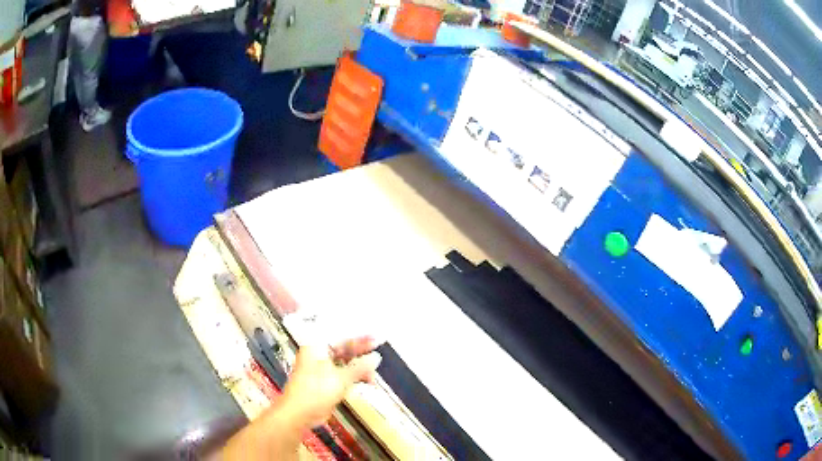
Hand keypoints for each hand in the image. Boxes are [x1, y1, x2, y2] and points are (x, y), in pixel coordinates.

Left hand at [280, 337, 381, 427]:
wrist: (299, 413)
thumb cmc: (315, 391)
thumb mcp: (341, 378)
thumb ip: (360, 367)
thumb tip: (376, 358)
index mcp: (317, 348)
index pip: (341, 337)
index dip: (359, 338)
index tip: (375, 338)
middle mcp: (318, 356)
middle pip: (342, 350)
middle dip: (360, 353)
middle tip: (378, 353)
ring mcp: (320, 370)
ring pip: (343, 364)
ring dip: (359, 368)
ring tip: (373, 375)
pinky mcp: (324, 384)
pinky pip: (342, 376)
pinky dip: (353, 378)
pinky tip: (365, 382)